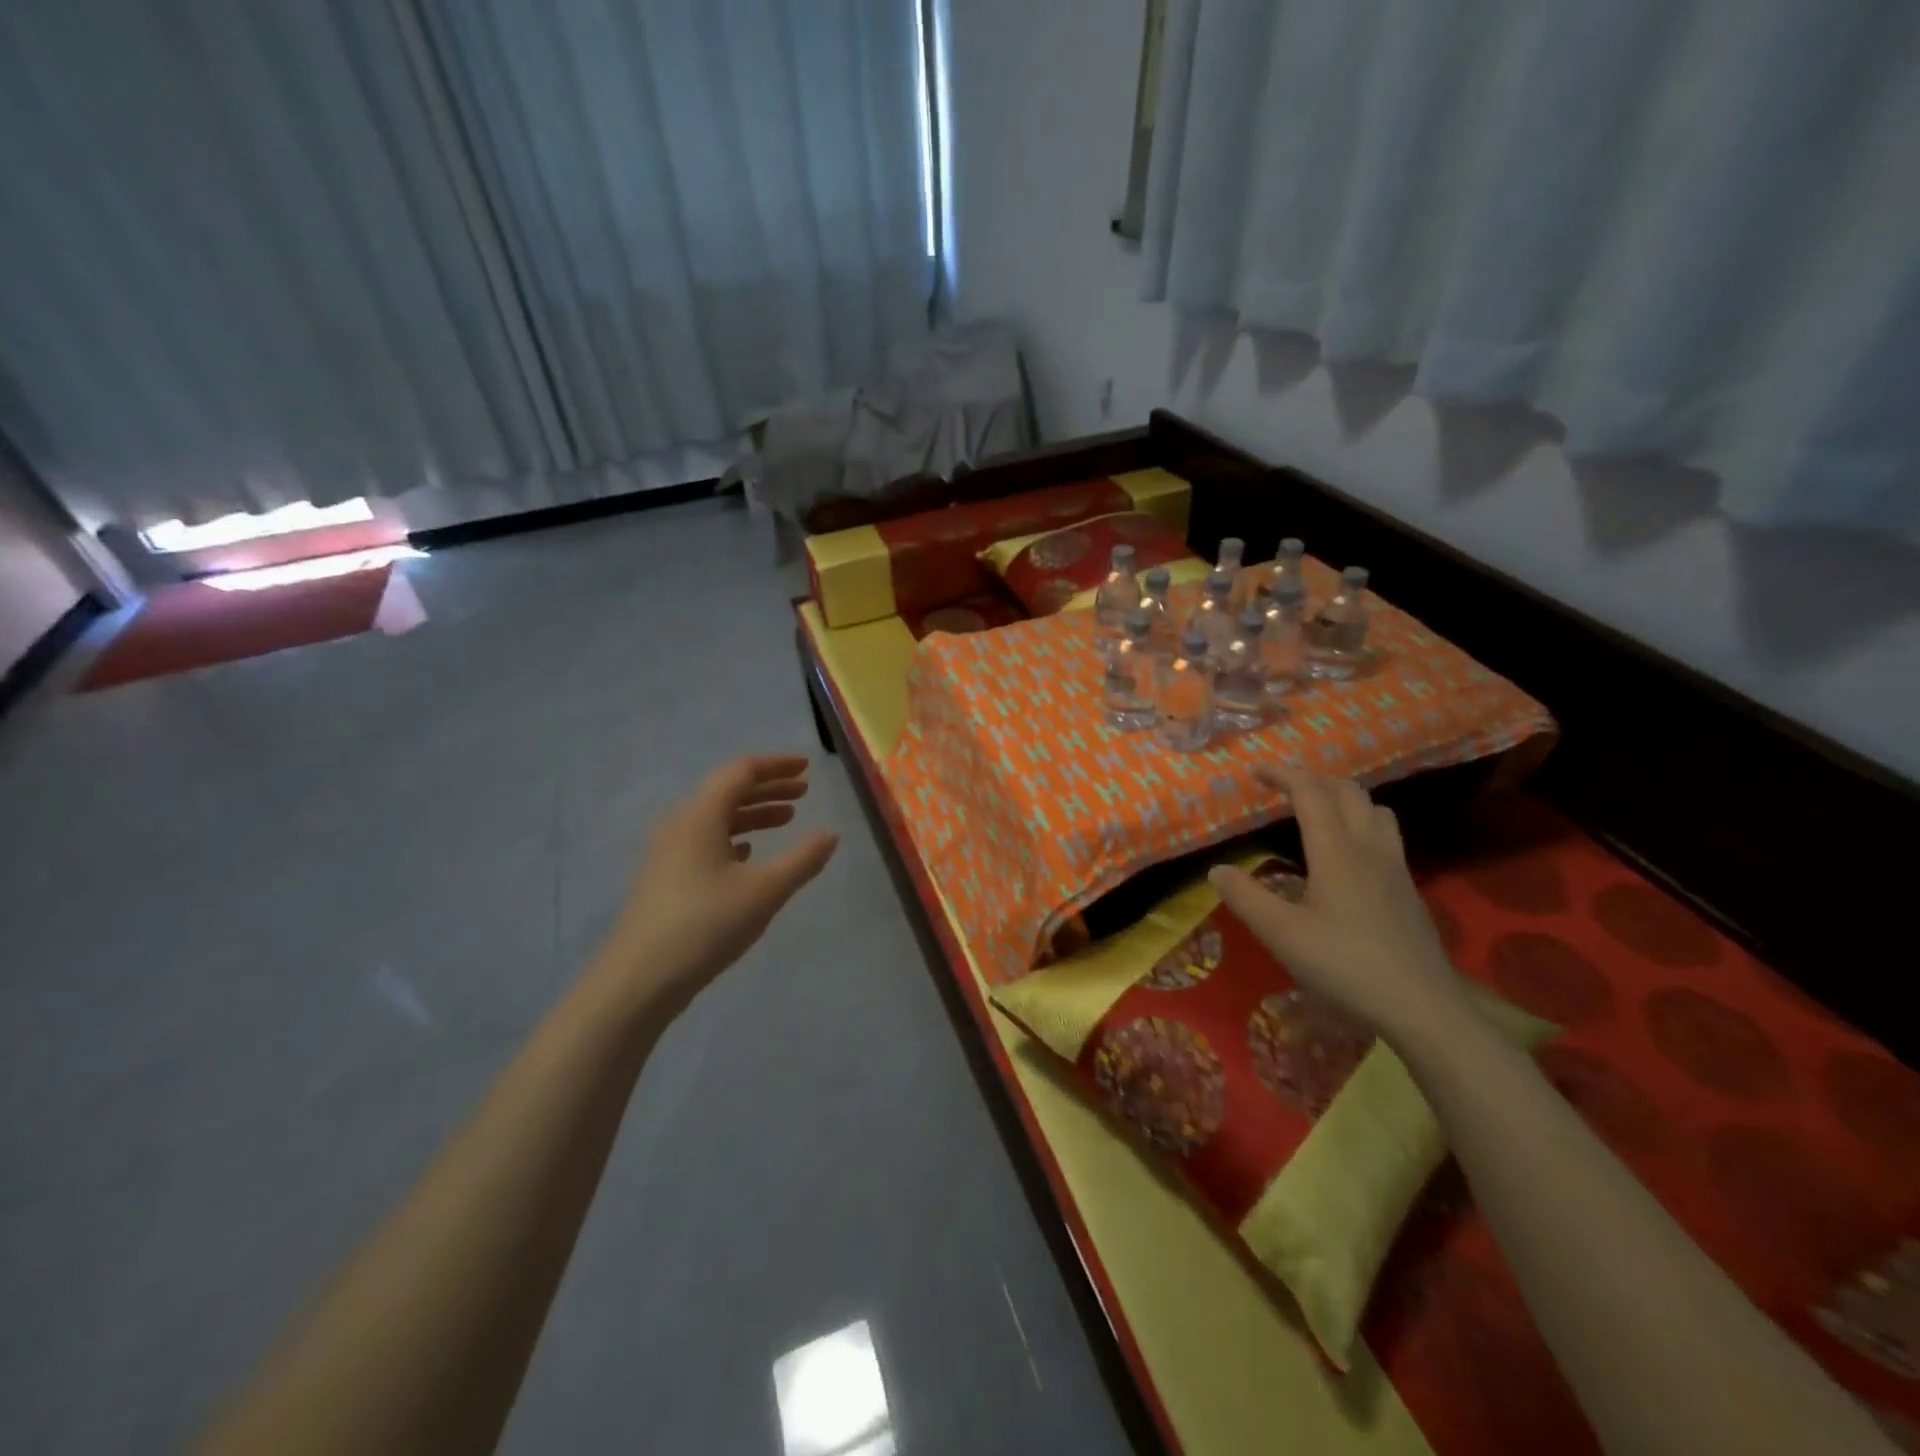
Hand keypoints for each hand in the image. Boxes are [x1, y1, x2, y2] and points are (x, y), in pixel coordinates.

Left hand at [596, 754, 838, 1016]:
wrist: (638, 980)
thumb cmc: (706, 925)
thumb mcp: (765, 890)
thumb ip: (802, 859)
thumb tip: (830, 834)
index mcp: (701, 815)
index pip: (741, 771)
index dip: (776, 766)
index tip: (807, 769)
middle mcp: (680, 824)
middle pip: (727, 791)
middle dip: (768, 788)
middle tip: (803, 793)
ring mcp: (667, 853)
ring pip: (716, 818)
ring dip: (752, 814)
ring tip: (786, 820)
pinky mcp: (664, 878)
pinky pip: (704, 842)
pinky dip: (733, 838)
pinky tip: (748, 855)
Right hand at [1209, 764, 1464, 1039]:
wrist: (1421, 1007)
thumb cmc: (1345, 966)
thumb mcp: (1282, 935)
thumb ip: (1245, 898)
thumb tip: (1216, 869)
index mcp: (1337, 850)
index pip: (1310, 793)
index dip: (1282, 775)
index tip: (1256, 772)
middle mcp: (1369, 848)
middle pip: (1347, 791)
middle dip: (1312, 779)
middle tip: (1282, 787)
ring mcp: (1395, 868)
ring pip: (1374, 809)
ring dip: (1342, 797)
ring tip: (1317, 810)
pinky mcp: (1407, 889)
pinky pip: (1385, 834)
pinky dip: (1360, 822)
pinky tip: (1347, 854)